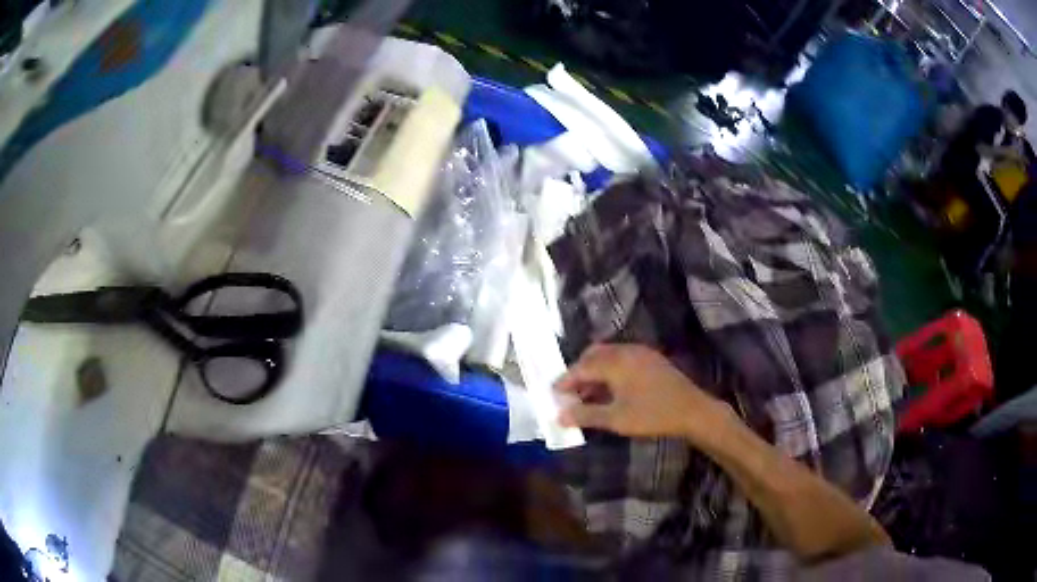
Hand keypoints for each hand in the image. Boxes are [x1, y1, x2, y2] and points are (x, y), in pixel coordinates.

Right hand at [556, 344, 732, 441]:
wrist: (693, 410)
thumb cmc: (652, 415)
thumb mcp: (616, 419)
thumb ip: (586, 415)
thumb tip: (560, 415)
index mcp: (615, 362)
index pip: (581, 368)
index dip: (565, 381)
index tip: (553, 394)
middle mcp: (626, 351)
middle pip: (593, 356)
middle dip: (579, 373)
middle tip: (570, 393)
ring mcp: (641, 353)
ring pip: (609, 356)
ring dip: (595, 372)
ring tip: (588, 395)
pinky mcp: (651, 359)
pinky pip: (622, 359)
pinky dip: (610, 371)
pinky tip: (611, 390)